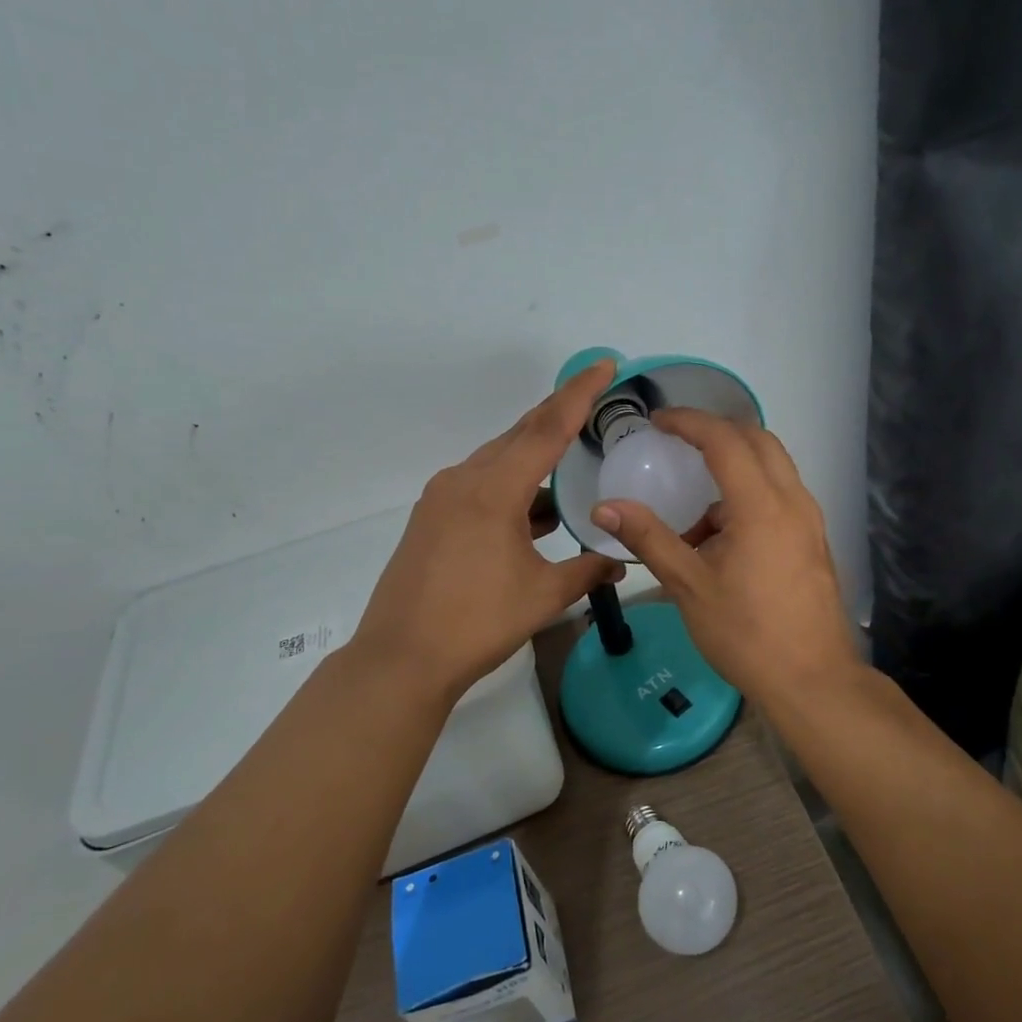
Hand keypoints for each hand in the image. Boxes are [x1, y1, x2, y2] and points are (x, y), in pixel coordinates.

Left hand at [350, 360, 626, 704]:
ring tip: (571, 466)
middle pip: (519, 435)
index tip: (604, 364)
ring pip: (498, 461)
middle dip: (558, 417)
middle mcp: (464, 480)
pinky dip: (512, 487)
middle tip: (595, 403)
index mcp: (494, 489)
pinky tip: (534, 511)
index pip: (547, 428)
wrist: (401, 658)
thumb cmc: (477, 622)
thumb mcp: (544, 595)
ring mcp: (442, 497)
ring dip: (534, 459)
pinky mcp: (431, 517)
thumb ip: (587, 569)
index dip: (580, 394)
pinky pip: (480, 484)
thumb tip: (621, 561)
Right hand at [591, 410, 860, 706]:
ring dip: (734, 469)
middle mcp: (794, 501)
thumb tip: (604, 508)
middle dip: (716, 433)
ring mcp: (810, 520)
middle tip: (678, 444)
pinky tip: (721, 539)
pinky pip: (780, 496)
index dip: (689, 422)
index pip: (724, 439)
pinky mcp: (814, 540)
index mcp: (762, 506)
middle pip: (758, 440)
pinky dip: (749, 496)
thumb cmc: (747, 634)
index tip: (658, 422)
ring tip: (694, 512)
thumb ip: (648, 538)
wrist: (813, 681)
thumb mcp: (689, 586)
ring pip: (773, 468)